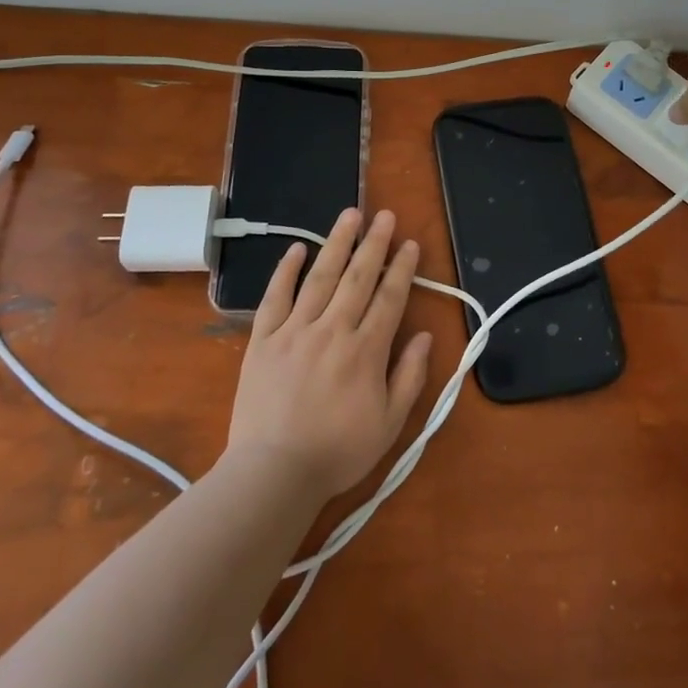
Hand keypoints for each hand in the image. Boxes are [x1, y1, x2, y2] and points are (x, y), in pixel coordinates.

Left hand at [225, 209, 433, 498]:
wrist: (273, 473)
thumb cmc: (337, 452)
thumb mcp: (390, 424)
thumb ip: (410, 376)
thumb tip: (424, 336)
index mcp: (366, 351)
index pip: (389, 298)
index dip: (402, 269)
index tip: (410, 243)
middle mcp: (332, 330)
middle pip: (358, 278)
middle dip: (374, 244)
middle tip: (385, 215)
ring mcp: (294, 331)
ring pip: (320, 277)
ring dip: (337, 243)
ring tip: (350, 215)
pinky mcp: (263, 340)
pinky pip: (275, 297)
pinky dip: (286, 271)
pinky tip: (297, 248)